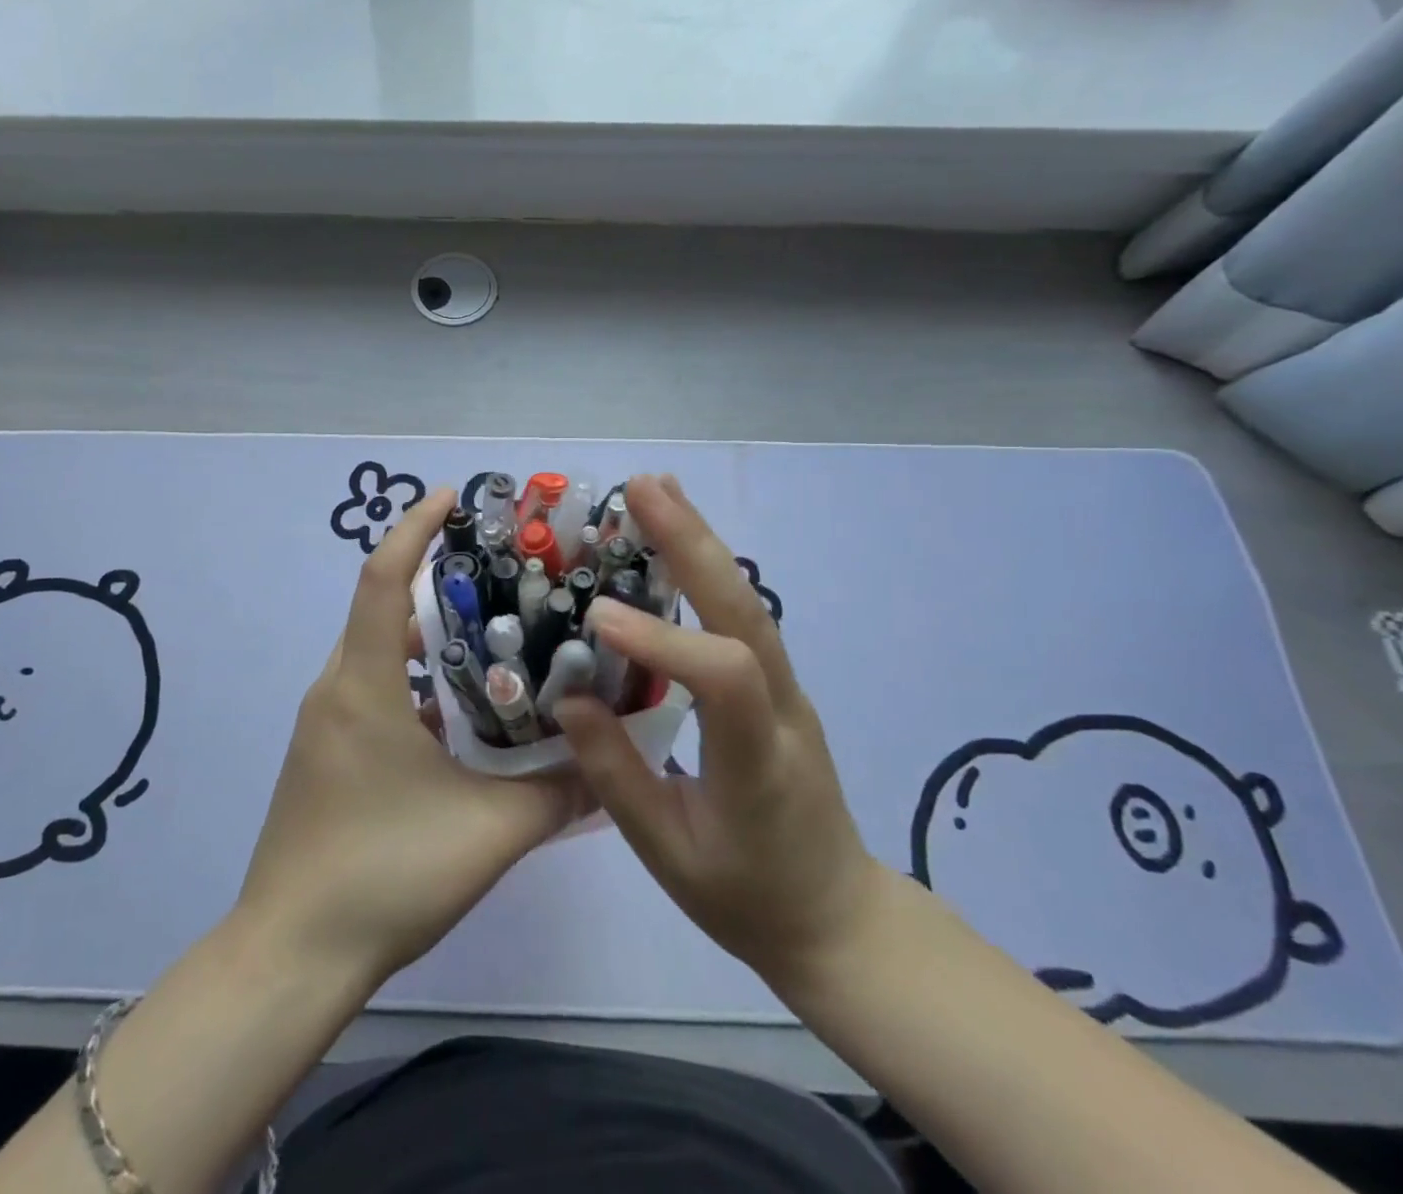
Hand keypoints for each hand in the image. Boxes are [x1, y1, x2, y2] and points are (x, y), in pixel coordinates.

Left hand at [237, 487, 584, 986]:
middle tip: (499, 573)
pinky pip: (371, 690)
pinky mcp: (325, 754)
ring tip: (490, 633)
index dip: (415, 528)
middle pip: (383, 609)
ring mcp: (325, 723)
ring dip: (426, 635)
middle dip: (434, 579)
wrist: (293, 954)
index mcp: (363, 685)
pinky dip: (414, 679)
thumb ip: (558, 792)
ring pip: (379, 653)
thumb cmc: (385, 874)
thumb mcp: (489, 831)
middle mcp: (336, 688)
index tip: (452, 496)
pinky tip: (460, 711)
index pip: (383, 579)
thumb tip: (611, 757)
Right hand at [556, 474, 887, 991]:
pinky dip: (706, 567)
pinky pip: (740, 615)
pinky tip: (678, 536)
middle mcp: (782, 708)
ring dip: (700, 540)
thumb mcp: (668, 854)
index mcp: (758, 760)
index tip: (597, 616)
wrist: (835, 916)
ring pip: (747, 601)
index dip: (664, 640)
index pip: (724, 678)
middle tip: (643, 487)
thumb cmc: (746, 895)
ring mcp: (786, 689)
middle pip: (745, 611)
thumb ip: (616, 776)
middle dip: (693, 543)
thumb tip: (567, 700)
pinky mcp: (775, 682)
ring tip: (656, 489)